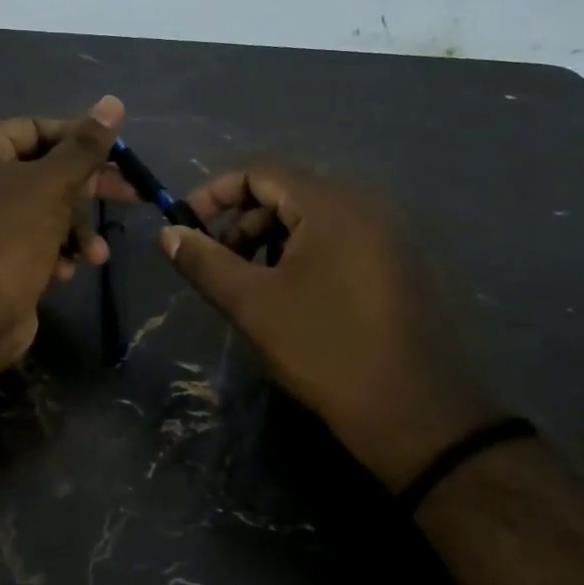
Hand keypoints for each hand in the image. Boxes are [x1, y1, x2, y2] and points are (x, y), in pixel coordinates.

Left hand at [0, 96, 133, 371]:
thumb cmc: (9, 236)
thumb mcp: (52, 185)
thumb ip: (85, 147)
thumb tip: (113, 102)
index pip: (36, 128)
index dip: (79, 137)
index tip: (117, 152)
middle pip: (45, 170)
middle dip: (88, 190)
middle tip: (132, 195)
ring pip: (46, 209)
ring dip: (77, 230)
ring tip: (95, 254)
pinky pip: (36, 238)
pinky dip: (57, 251)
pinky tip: (67, 270)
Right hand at [158, 163, 502, 489]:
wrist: (417, 413)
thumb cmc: (325, 350)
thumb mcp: (253, 305)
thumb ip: (204, 262)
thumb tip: (167, 233)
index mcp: (332, 205)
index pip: (260, 171)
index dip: (214, 192)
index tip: (185, 225)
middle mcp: (366, 206)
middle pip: (287, 192)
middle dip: (242, 222)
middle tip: (219, 265)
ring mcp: (388, 235)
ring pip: (313, 219)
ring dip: (271, 242)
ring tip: (252, 286)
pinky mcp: (399, 264)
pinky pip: (339, 241)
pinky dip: (304, 256)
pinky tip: (292, 297)